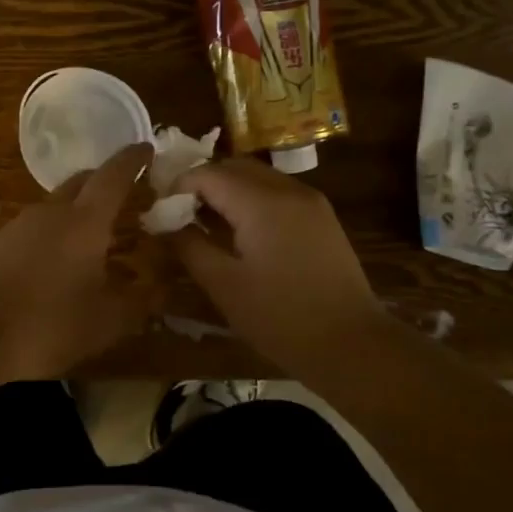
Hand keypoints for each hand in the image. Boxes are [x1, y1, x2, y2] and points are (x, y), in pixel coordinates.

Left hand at [0, 143, 154, 378]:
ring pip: (54, 207)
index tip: (147, 148)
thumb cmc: (44, 324)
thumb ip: (137, 305)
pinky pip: (31, 231)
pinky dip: (49, 237)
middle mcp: (51, 212)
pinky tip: (50, 267)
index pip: (114, 176)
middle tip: (123, 194)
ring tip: (90, 238)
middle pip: (81, 183)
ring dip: (75, 213)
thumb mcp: (103, 323)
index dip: (133, 160)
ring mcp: (16, 226)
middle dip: (103, 182)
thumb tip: (162, 291)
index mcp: (85, 221)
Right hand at [169, 159, 385, 366]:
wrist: (352, 344)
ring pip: (258, 176)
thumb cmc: (281, 318)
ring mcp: (310, 200)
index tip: (160, 211)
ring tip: (207, 223)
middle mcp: (287, 189)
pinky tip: (242, 232)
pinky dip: (252, 199)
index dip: (178, 187)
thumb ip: (190, 246)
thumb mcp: (224, 285)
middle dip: (202, 183)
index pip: (208, 174)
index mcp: (261, 202)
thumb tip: (165, 222)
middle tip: (180, 214)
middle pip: (234, 167)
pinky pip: (277, 192)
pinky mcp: (322, 216)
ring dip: (228, 189)